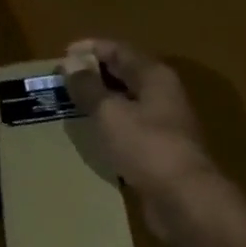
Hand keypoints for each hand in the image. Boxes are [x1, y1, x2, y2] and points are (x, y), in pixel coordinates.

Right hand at [62, 38, 221, 242]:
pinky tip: (95, 137)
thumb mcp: (110, 113)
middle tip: (64, 81)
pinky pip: (132, 130)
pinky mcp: (161, 152)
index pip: (120, 50)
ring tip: (74, 106)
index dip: (91, 49)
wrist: (184, 197)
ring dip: (104, 102)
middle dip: (96, 75)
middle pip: (127, 75)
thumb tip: (71, 62)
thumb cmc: (146, 147)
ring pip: (130, 104)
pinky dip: (112, 128)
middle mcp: (164, 95)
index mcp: (155, 76)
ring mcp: (165, 125)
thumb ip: (89, 88)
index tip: (62, 55)